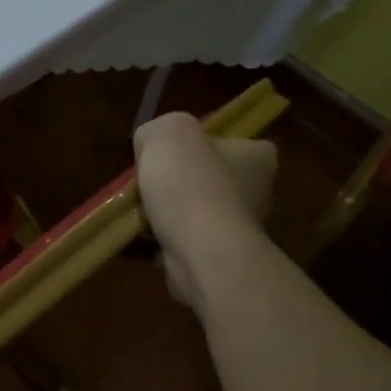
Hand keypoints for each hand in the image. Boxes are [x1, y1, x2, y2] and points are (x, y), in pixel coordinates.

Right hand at [133, 112, 277, 313]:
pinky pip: (180, 243)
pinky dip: (158, 241)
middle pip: (207, 178)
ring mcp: (237, 230)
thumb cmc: (191, 185)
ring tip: (134, 212)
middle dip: (175, 183)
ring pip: (191, 213)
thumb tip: (151, 147)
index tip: (174, 152)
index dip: (201, 144)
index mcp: (257, 158)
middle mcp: (256, 193)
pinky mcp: (216, 259)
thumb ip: (157, 131)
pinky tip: (135, 238)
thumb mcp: (166, 132)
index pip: (234, 142)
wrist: (200, 253)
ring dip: (162, 215)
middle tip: (145, 183)